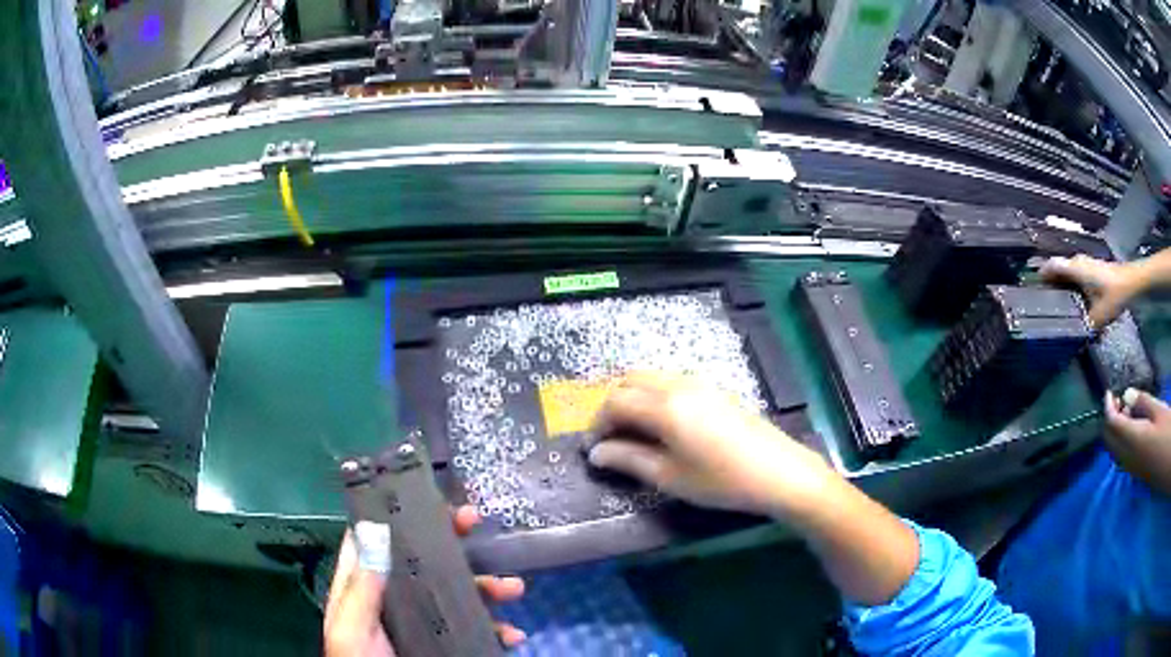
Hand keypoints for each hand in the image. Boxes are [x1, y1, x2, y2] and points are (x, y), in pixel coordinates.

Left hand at [324, 506, 525, 656]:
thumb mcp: (352, 626)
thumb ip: (360, 587)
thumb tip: (375, 530)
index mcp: (366, 587)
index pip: (380, 540)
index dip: (401, 516)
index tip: (431, 500)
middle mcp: (397, 598)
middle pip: (426, 560)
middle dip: (453, 540)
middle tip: (475, 520)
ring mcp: (425, 621)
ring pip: (459, 593)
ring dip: (489, 586)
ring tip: (513, 588)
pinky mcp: (448, 643)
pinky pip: (477, 630)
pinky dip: (499, 629)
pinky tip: (512, 635)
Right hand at [586, 372, 832, 517]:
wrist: (778, 472)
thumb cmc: (721, 480)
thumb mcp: (670, 477)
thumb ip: (629, 460)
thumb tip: (596, 453)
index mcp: (664, 406)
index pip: (615, 401)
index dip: (597, 423)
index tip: (593, 448)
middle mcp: (678, 384)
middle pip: (630, 380)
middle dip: (612, 404)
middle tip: (609, 437)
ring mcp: (699, 383)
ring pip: (651, 377)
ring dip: (633, 397)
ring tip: (632, 432)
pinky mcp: (714, 389)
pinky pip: (671, 381)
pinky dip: (653, 395)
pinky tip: (662, 425)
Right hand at [1041, 255, 1144, 328]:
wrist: (1131, 282)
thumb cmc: (1113, 295)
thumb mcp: (1098, 317)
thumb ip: (1085, 329)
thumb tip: (1074, 345)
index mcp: (1074, 269)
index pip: (1051, 267)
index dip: (1040, 277)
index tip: (1033, 292)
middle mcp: (1077, 262)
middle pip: (1058, 270)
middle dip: (1052, 285)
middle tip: (1047, 305)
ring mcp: (1086, 264)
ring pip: (1069, 273)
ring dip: (1063, 286)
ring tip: (1061, 307)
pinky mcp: (1093, 270)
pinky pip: (1077, 276)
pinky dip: (1073, 287)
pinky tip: (1077, 304)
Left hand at [1104, 389, 1170, 494]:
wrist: (1168, 467)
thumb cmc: (1167, 434)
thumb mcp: (1158, 411)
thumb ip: (1142, 403)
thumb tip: (1126, 395)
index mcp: (1132, 441)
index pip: (1111, 425)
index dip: (1107, 407)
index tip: (1109, 391)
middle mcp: (1127, 459)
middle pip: (1109, 440)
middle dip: (1110, 419)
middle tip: (1118, 399)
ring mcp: (1132, 469)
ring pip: (1115, 450)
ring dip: (1116, 430)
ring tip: (1127, 409)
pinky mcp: (1137, 473)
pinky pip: (1123, 457)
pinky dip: (1122, 440)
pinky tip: (1133, 426)